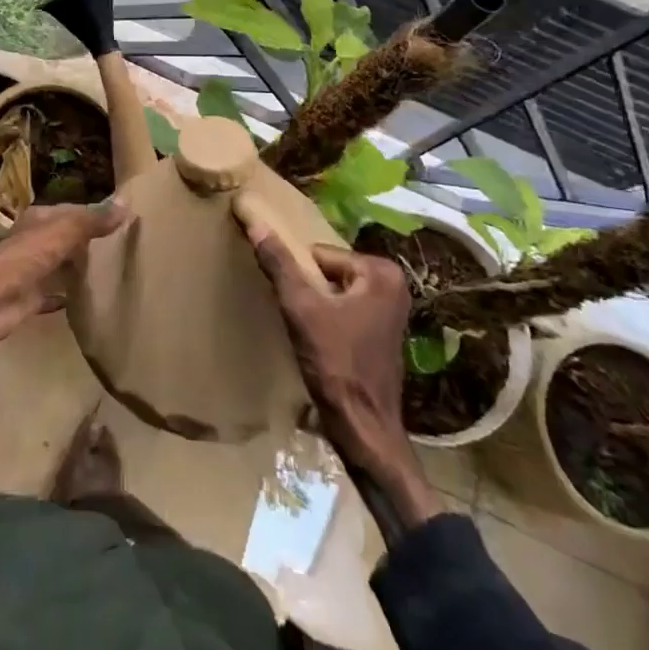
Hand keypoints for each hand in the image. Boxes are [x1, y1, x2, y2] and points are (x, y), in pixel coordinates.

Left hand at [0, 199, 130, 343]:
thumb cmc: (28, 256)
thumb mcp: (65, 231)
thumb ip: (93, 220)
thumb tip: (126, 203)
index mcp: (38, 221)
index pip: (70, 212)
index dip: (93, 214)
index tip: (119, 220)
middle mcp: (33, 242)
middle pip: (64, 239)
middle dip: (86, 242)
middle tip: (119, 248)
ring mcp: (30, 271)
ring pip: (58, 266)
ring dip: (76, 268)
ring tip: (108, 272)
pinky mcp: (29, 299)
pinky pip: (52, 295)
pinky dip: (66, 295)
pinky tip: (86, 300)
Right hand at [242, 224, 443, 542]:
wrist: (363, 428)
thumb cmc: (336, 364)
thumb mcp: (301, 309)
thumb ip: (279, 263)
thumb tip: (254, 220)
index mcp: (381, 271)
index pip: (318, 254)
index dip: (301, 279)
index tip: (298, 306)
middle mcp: (393, 284)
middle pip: (326, 271)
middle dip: (309, 291)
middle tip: (302, 320)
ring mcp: (390, 309)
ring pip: (332, 291)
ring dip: (316, 307)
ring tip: (310, 334)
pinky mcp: (382, 332)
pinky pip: (343, 309)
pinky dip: (327, 320)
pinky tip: (321, 344)